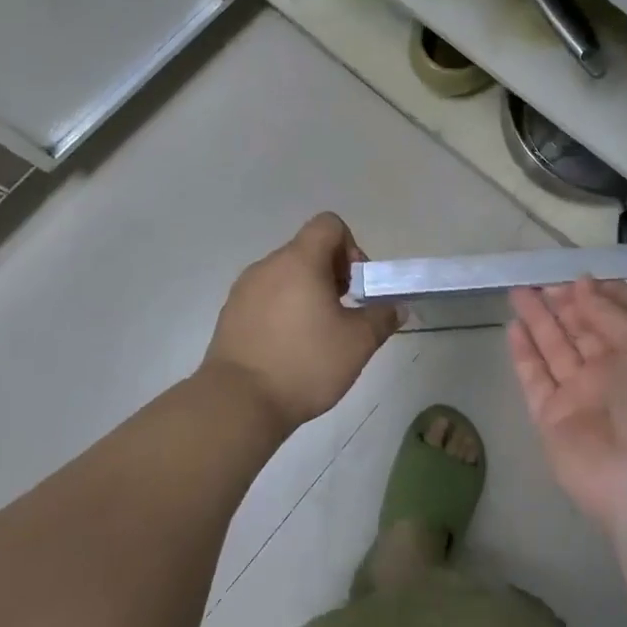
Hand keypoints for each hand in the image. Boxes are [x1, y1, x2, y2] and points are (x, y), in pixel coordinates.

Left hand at [201, 213, 400, 432]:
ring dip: (306, 292)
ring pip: (286, 275)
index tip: (354, 285)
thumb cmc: (305, 363)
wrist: (238, 403)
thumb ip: (382, 318)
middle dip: (331, 274)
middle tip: (342, 313)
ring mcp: (245, 288)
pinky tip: (289, 347)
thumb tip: (396, 306)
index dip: (350, 246)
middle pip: (307, 250)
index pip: (328, 224)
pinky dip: (282, 310)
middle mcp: (269, 265)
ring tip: (316, 334)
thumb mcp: (358, 343)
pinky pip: (265, 297)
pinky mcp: (230, 313)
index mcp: (300, 260)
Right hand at [508, 277, 626, 534]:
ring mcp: (580, 396)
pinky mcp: (551, 418)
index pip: (618, 318)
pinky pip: (535, 379)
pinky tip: (514, 327)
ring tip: (518, 291)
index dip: (599, 296)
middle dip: (563, 303)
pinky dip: (524, 354)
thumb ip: (611, 315)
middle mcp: (611, 374)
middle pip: (582, 330)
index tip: (578, 276)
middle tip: (540, 279)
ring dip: (538, 320)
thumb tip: (582, 284)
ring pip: (554, 350)